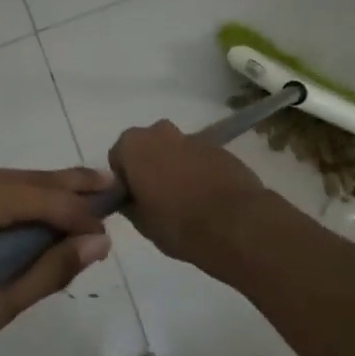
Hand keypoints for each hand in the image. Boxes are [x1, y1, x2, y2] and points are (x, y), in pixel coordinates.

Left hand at [0, 156, 113, 345]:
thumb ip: (44, 274)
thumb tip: (97, 244)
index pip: (53, 198)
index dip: (86, 216)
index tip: (110, 240)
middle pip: (40, 178)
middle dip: (79, 189)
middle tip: (119, 193)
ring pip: (22, 180)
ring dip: (53, 195)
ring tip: (89, 207)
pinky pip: (2, 186)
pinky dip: (27, 200)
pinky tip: (40, 217)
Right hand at [109, 120, 271, 263]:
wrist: (236, 223)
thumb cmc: (178, 223)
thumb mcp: (142, 222)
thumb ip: (129, 203)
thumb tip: (129, 198)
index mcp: (135, 145)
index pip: (118, 157)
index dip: (125, 179)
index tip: (135, 199)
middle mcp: (161, 132)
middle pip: (148, 147)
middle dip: (150, 167)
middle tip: (158, 199)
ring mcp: (194, 137)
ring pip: (175, 151)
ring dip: (176, 168)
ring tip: (186, 201)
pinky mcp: (221, 148)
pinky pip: (199, 158)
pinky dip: (199, 172)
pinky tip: (207, 198)